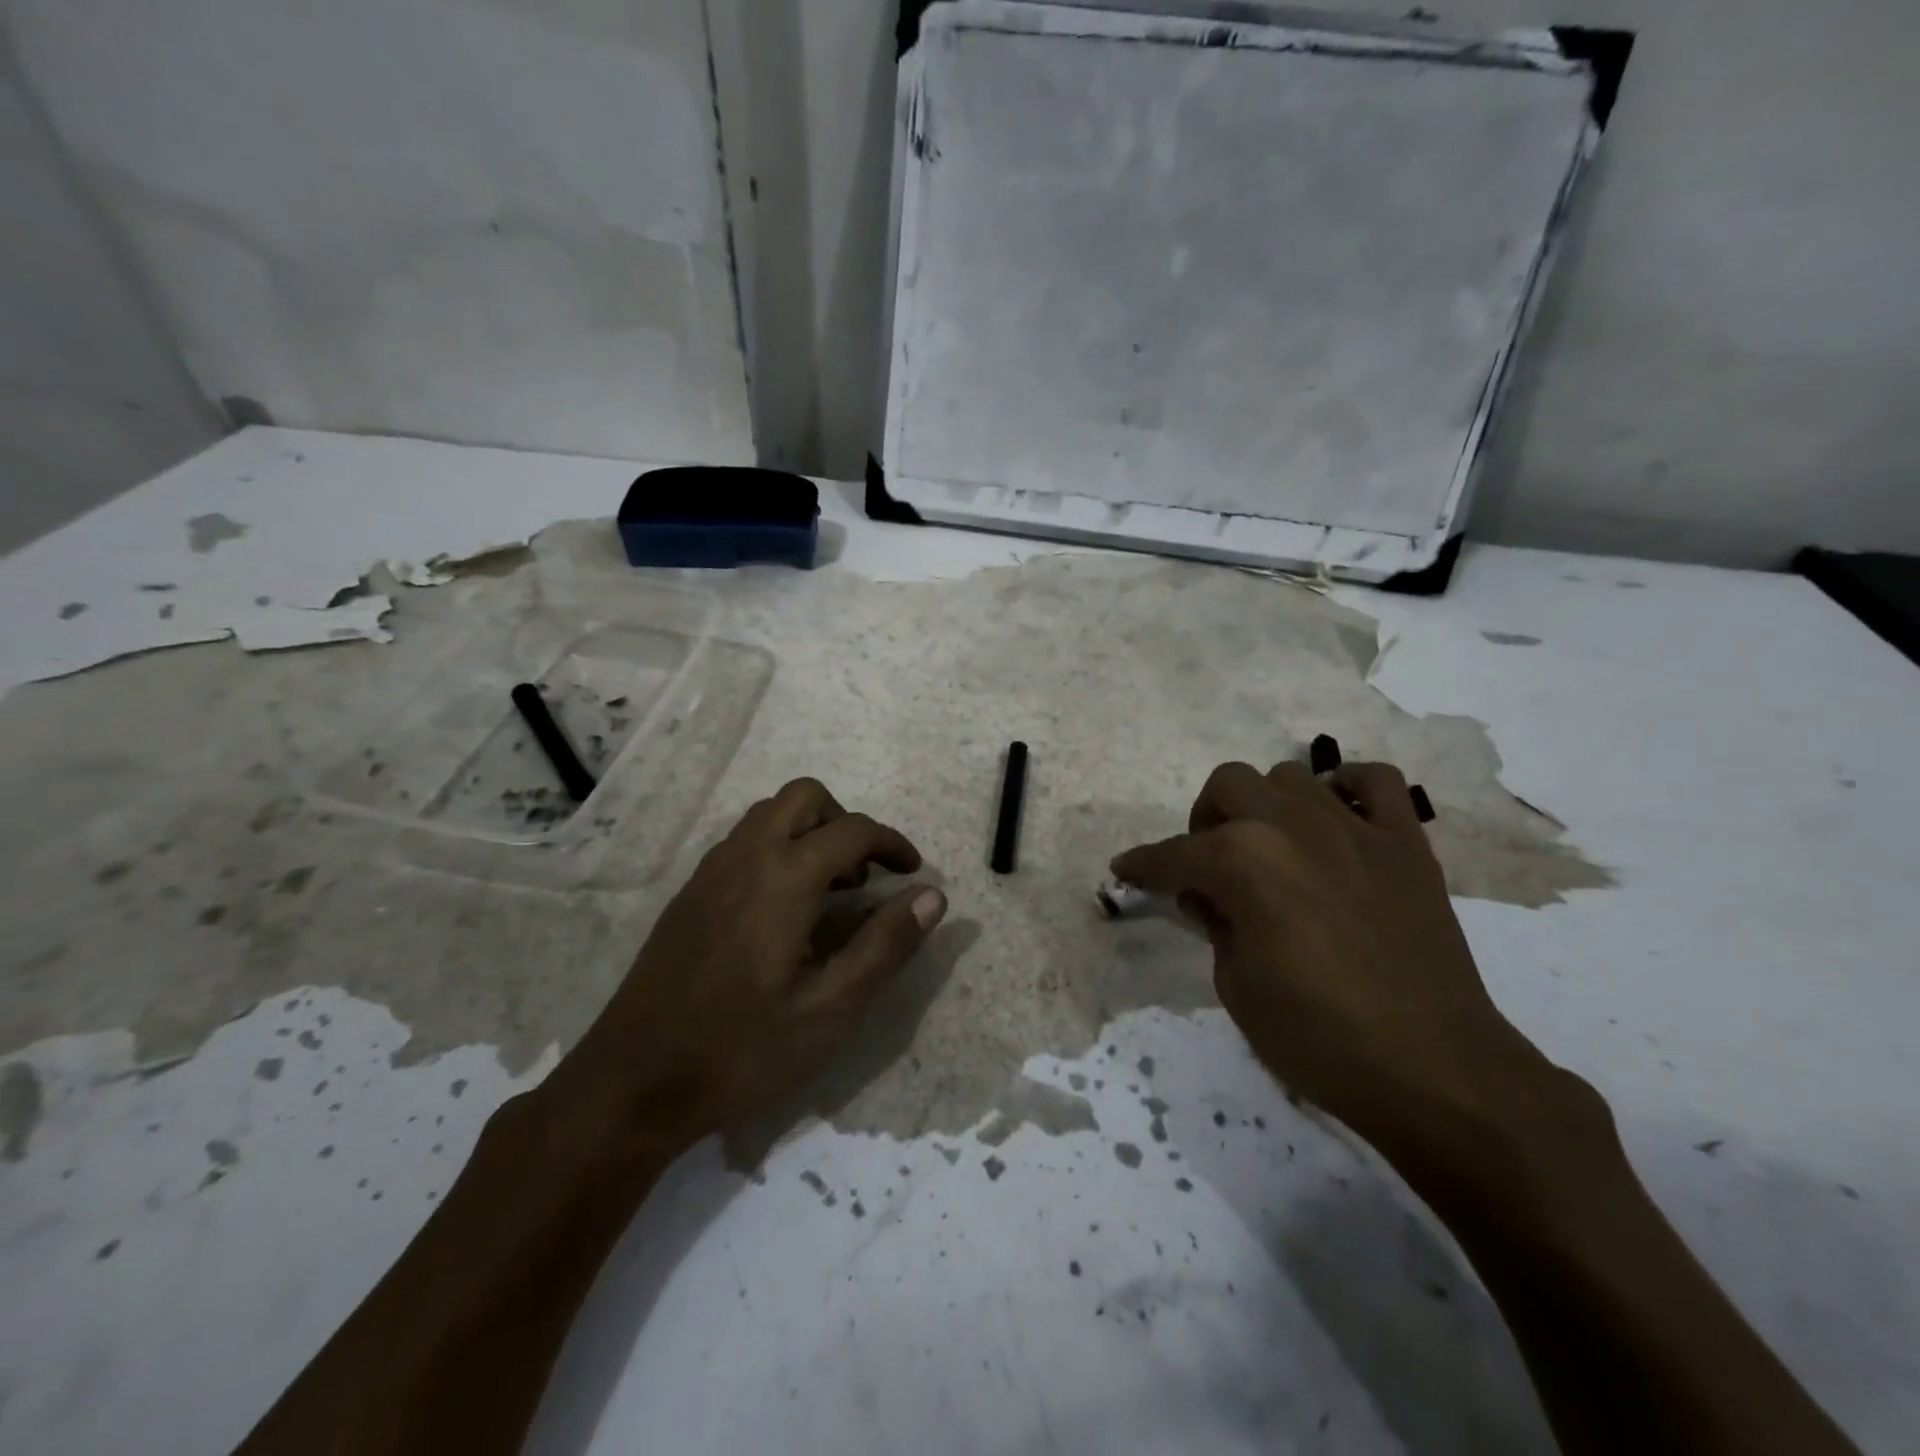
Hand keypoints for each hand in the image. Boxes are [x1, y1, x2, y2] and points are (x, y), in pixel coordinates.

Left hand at [547, 779, 946, 1159]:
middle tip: (865, 876)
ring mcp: (709, 873)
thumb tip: (932, 897)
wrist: (631, 1085)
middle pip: (804, 797)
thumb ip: (885, 945)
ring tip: (829, 891)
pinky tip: (782, 911)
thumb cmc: (740, 1050)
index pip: (853, 830)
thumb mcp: (830, 1010)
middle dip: (846, 822)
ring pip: (768, 815)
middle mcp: (744, 857)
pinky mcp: (688, 895)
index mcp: (784, 878)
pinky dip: (777, 849)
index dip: (892, 843)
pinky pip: (742, 843)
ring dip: (809, 832)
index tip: (913, 872)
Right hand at [1113, 760, 1552, 1151]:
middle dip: (1205, 820)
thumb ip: (1215, 924)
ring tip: (1272, 849)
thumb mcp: (1235, 986)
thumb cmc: (1318, 1037)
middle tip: (1209, 865)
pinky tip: (1337, 821)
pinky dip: (1349, 789)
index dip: (1143, 865)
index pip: (1173, 854)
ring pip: (1291, 776)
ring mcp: (1354, 828)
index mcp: (1242, 862)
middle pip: (1229, 784)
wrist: (1434, 1071)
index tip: (1126, 870)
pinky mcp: (1405, 842)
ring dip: (1267, 806)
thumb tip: (1208, 897)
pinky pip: (1376, 781)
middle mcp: (1292, 826)